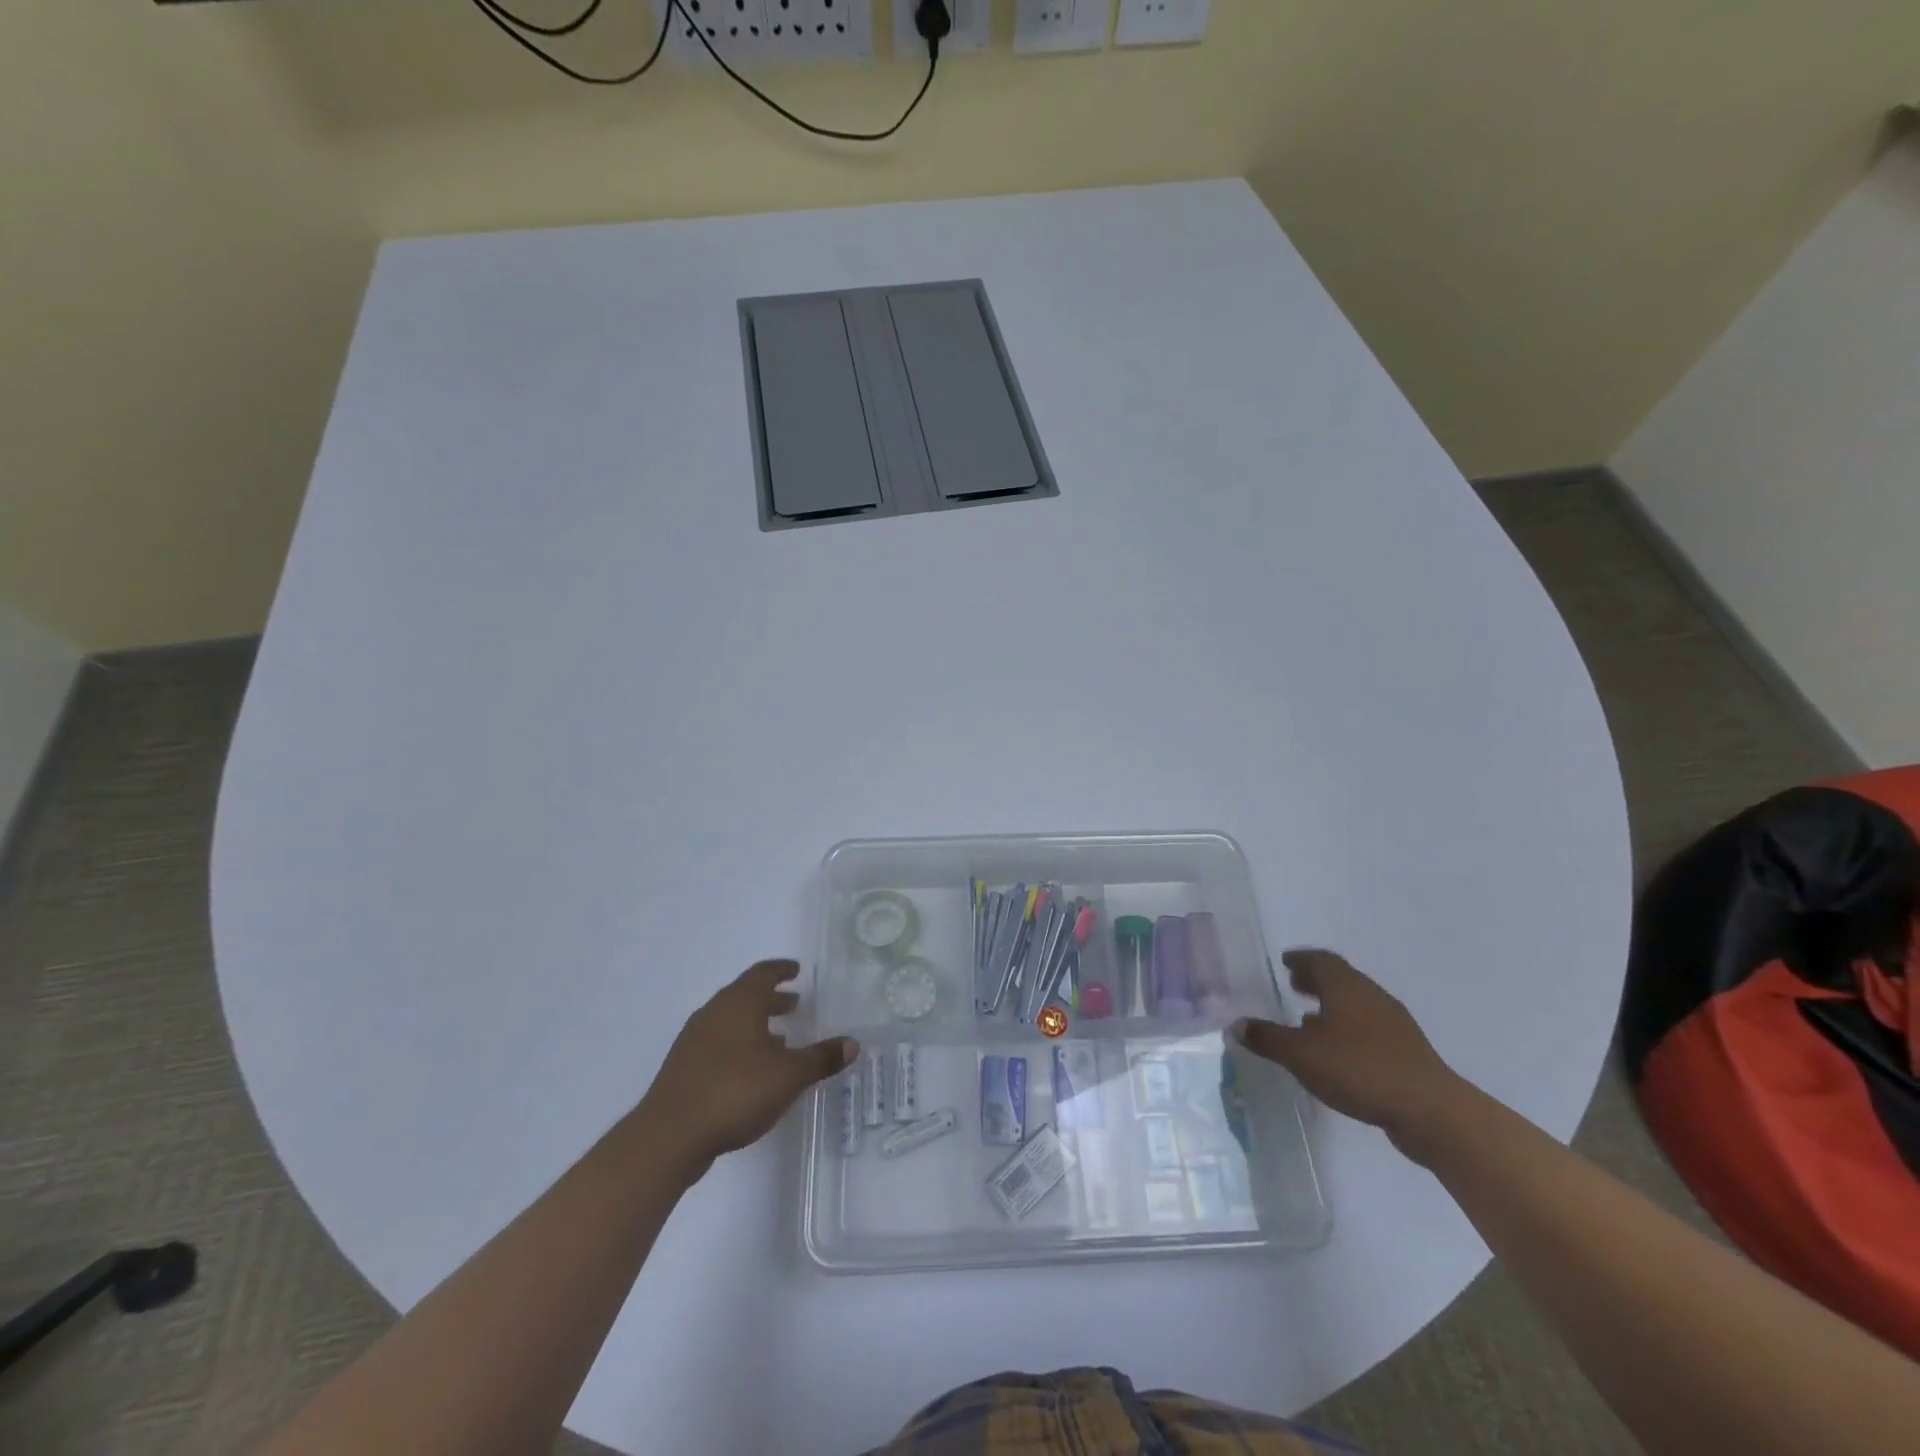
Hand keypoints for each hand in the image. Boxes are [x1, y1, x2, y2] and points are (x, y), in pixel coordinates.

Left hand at [643, 959, 857, 1170]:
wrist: (670, 1135)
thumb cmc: (736, 1092)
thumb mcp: (789, 1076)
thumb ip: (821, 1058)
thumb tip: (852, 1043)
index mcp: (739, 1003)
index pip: (763, 973)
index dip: (781, 970)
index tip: (796, 970)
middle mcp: (714, 1012)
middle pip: (745, 995)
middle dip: (771, 999)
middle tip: (794, 1004)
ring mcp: (694, 1040)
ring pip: (730, 1020)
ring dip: (755, 1024)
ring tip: (779, 1039)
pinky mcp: (683, 1067)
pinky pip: (718, 1043)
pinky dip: (739, 1045)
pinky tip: (751, 1070)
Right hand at [1233, 949, 1461, 1152]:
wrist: (1431, 1111)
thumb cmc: (1359, 1069)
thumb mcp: (1301, 1055)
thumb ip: (1267, 1038)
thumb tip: (1236, 1025)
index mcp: (1346, 987)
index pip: (1321, 959)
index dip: (1301, 959)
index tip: (1285, 962)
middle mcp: (1371, 996)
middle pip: (1340, 978)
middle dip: (1315, 980)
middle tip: (1294, 984)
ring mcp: (1394, 1023)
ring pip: (1356, 1003)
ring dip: (1332, 1005)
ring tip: (1309, 1018)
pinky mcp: (1406, 1051)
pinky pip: (1369, 1027)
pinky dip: (1348, 1028)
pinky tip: (1338, 1051)